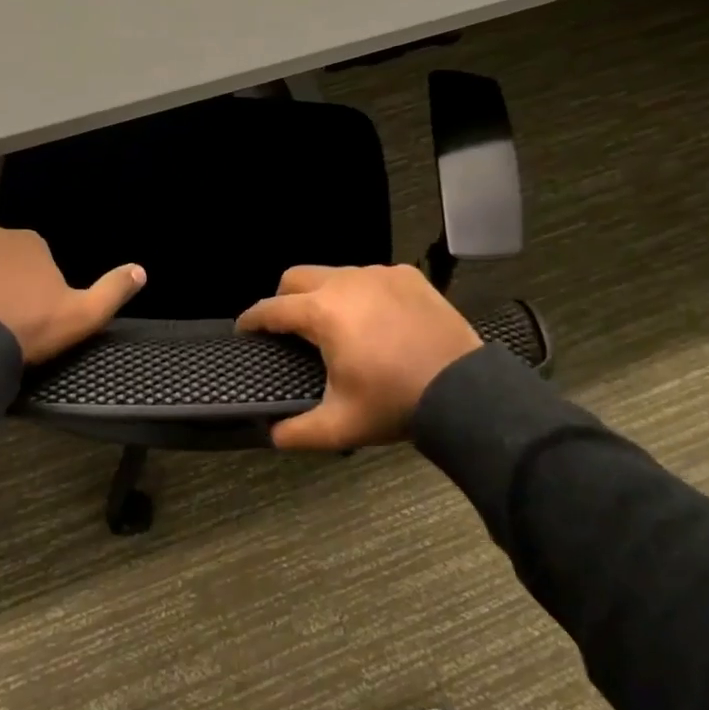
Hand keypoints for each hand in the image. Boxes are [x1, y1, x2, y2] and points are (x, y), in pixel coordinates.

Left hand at [0, 225, 144, 363]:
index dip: (39, 287)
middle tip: (8, 319)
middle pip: (6, 258)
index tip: (35, 314)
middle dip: (8, 281)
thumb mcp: (83, 315)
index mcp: (31, 240)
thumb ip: (114, 290)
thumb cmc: (29, 327)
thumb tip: (141, 270)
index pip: (39, 258)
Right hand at [236, 265, 482, 450]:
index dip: (252, 320)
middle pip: (297, 277)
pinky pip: (371, 277)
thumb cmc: (395, 403)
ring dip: (324, 295)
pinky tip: (374, 320)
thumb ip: (298, 432)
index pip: (271, 308)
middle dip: (283, 298)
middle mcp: (346, 282)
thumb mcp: (341, 426)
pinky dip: (362, 294)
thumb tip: (272, 435)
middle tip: (286, 327)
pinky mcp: (408, 276)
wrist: (464, 391)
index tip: (244, 330)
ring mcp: (380, 274)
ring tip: (334, 326)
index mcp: (323, 312)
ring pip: (335, 274)